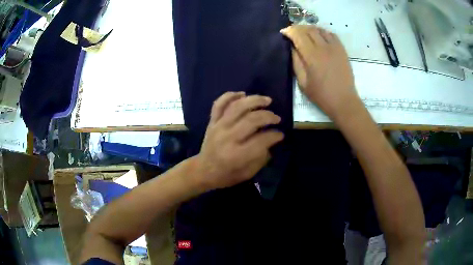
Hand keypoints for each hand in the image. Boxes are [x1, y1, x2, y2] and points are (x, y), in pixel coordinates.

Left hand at [193, 92, 283, 190]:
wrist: (203, 170)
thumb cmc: (226, 174)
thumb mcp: (248, 173)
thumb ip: (261, 157)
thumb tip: (271, 140)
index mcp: (238, 155)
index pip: (262, 140)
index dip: (275, 135)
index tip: (281, 134)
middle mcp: (228, 138)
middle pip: (252, 120)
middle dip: (268, 116)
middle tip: (277, 118)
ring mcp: (218, 127)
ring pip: (237, 107)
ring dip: (254, 100)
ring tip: (267, 100)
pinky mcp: (212, 121)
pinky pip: (219, 104)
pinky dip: (230, 96)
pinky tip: (242, 94)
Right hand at [281, 25, 359, 119]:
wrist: (343, 101)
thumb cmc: (321, 95)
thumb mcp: (302, 82)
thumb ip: (296, 62)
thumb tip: (292, 47)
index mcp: (312, 56)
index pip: (298, 35)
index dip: (289, 31)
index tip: (283, 32)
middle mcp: (324, 47)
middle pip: (308, 29)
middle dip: (298, 28)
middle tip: (292, 33)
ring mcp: (335, 47)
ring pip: (320, 30)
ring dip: (310, 29)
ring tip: (305, 34)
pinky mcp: (342, 50)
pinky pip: (331, 34)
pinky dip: (322, 32)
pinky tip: (319, 37)